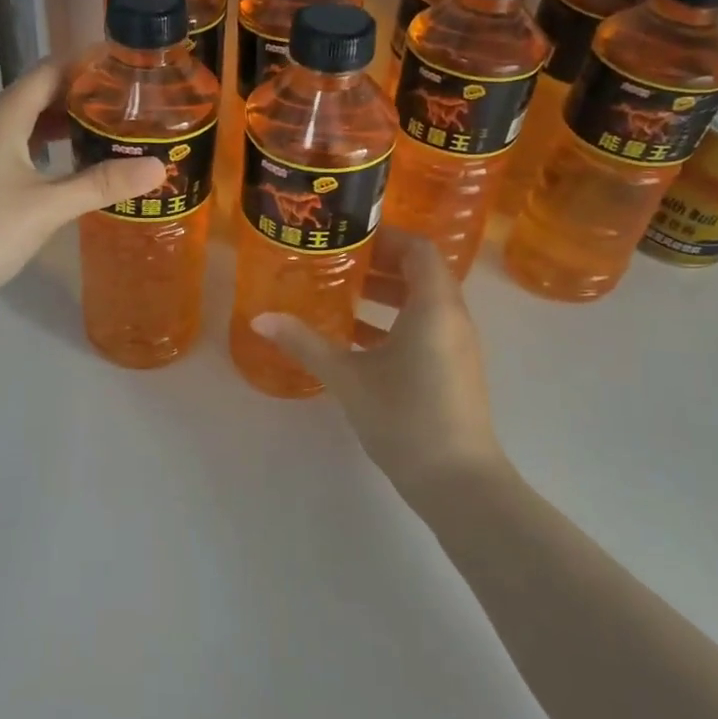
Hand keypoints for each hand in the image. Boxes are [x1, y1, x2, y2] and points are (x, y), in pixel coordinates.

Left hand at [0, 60, 163, 417]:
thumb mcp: (47, 206)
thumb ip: (102, 184)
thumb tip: (159, 167)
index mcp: (4, 115)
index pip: (52, 70)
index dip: (89, 65)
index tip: (132, 68)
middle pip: (44, 97)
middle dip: (87, 99)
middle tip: (136, 110)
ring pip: (33, 129)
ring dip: (70, 130)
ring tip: (116, 139)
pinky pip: (24, 155)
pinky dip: (53, 157)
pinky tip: (78, 176)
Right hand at [250, 236, 509, 508]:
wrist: (457, 481)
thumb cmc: (404, 417)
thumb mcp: (347, 377)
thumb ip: (305, 343)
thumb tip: (260, 318)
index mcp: (434, 307)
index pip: (418, 249)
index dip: (385, 237)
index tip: (347, 238)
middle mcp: (452, 317)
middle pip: (421, 273)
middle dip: (379, 264)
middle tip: (336, 263)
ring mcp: (456, 345)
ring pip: (422, 302)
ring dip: (386, 294)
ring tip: (341, 295)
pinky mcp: (453, 368)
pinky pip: (425, 327)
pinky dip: (394, 322)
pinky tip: (356, 338)